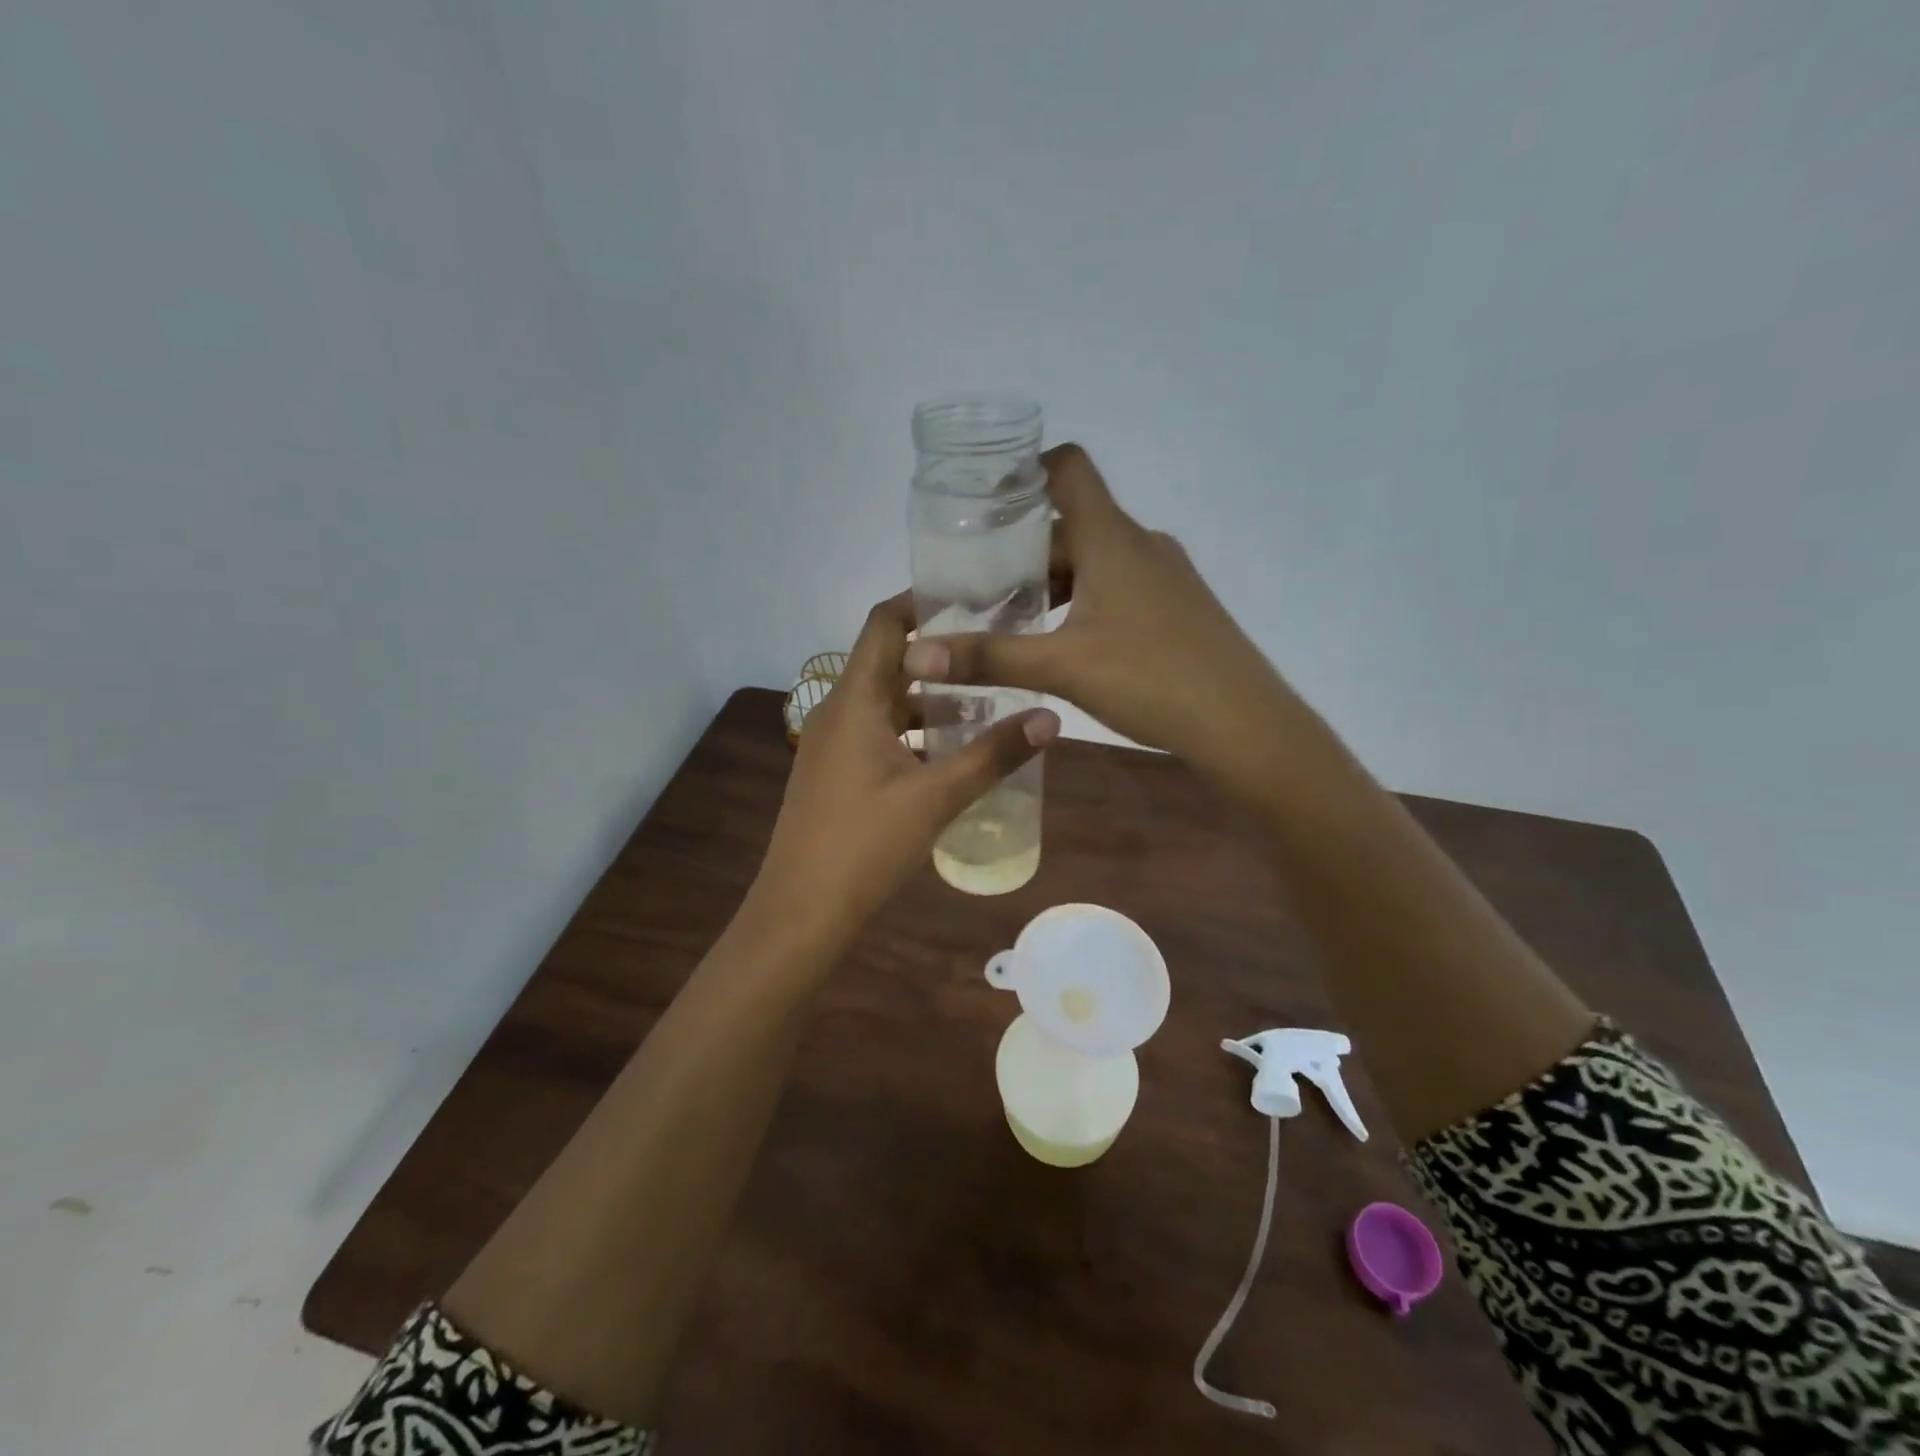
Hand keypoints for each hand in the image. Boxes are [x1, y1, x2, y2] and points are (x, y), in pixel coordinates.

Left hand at [754, 593, 1059, 943]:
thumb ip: (993, 755)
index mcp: (854, 701)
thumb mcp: (937, 797)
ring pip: (884, 702)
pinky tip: (949, 753)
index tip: (973, 598)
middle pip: (888, 660)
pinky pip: (876, 732)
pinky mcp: (833, 772)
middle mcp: (837, 711)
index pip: (884, 623)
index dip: (923, 601)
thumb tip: (1051, 719)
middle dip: (938, 654)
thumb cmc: (865, 845)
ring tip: (985, 701)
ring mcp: (831, 744)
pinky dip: (912, 730)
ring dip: (928, 698)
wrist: (801, 911)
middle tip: (994, 650)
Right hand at [903, 445, 1289, 793]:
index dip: (1025, 469)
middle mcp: (1140, 544)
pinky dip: (1082, 600)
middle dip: (1021, 549)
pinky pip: (1118, 585)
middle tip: (976, 584)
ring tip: (1010, 617)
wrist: (1245, 724)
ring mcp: (1164, 575)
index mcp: (1113, 538)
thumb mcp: (1061, 668)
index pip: (1069, 468)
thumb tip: (915, 655)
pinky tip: (1062, 642)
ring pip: (1095, 559)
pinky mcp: (1177, 606)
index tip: (982, 500)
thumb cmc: (1152, 680)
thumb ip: (988, 657)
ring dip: (1052, 580)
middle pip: (1071, 523)